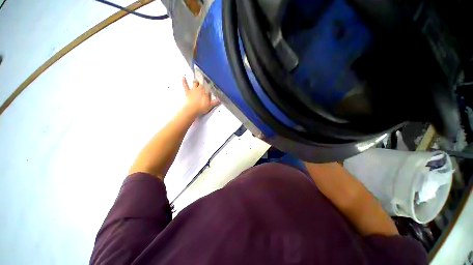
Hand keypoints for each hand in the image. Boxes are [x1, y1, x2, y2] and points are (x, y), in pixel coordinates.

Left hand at [182, 77, 219, 116]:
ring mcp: (193, 90)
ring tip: (197, 78)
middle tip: (205, 81)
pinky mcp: (188, 92)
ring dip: (196, 81)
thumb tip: (219, 101)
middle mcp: (200, 89)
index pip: (209, 87)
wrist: (192, 110)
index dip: (211, 86)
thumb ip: (215, 102)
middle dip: (204, 83)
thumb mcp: (210, 106)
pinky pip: (185, 85)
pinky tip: (183, 78)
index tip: (212, 85)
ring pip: (195, 83)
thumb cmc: (201, 108)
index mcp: (206, 92)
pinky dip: (184, 81)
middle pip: (202, 84)